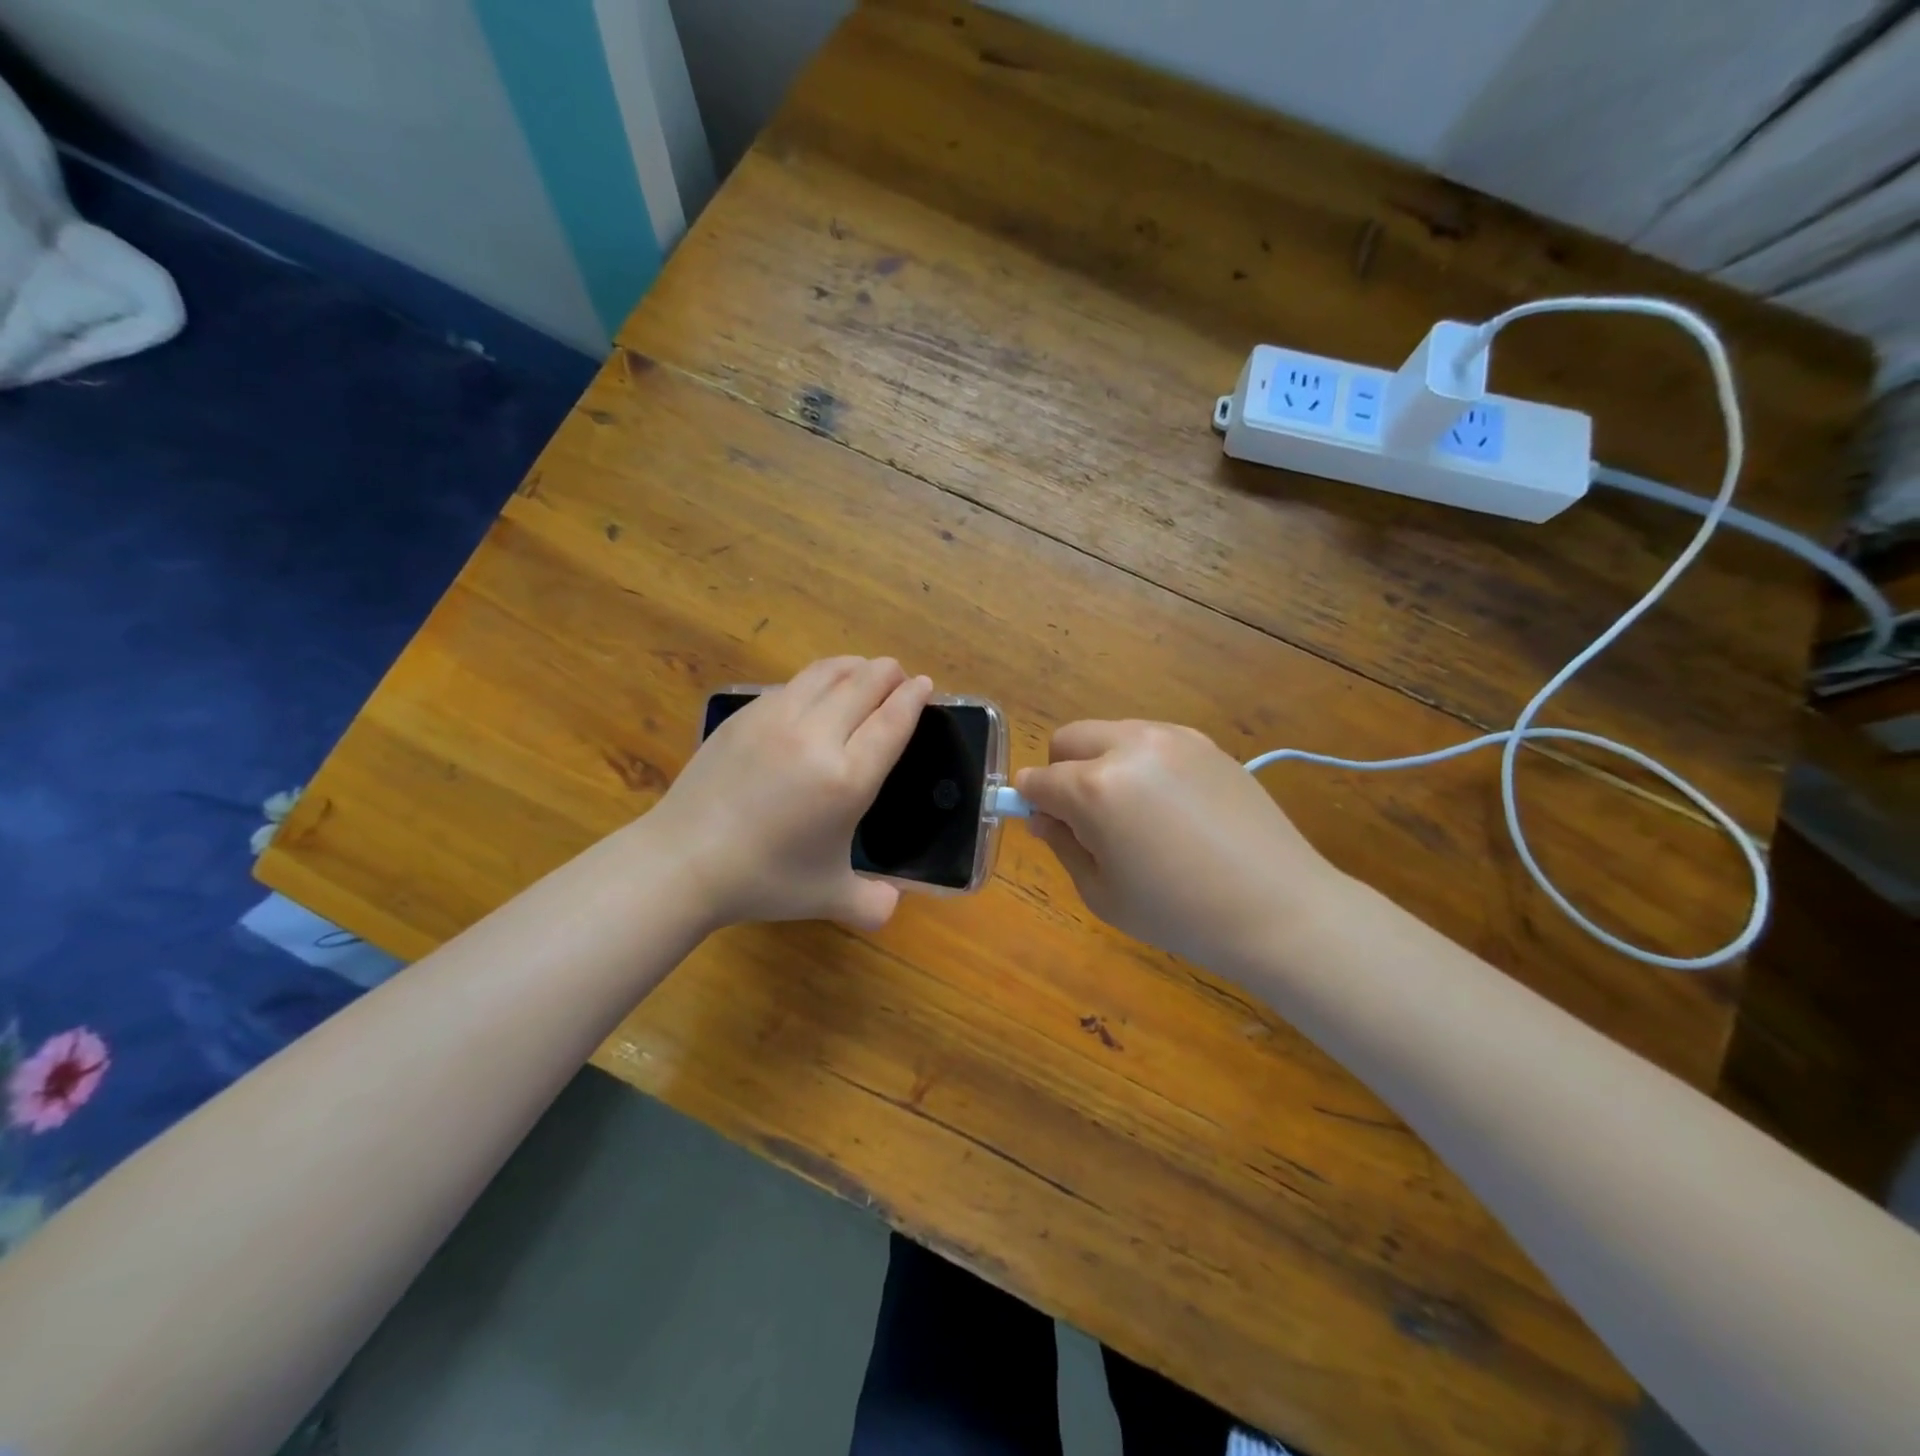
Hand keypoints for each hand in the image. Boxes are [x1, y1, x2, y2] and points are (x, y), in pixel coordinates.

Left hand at [654, 657, 932, 931]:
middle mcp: (817, 738)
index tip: (924, 684)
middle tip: (898, 673)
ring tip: (863, 670)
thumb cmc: (764, 880)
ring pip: (826, 674)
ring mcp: (776, 720)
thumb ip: (872, 904)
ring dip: (853, 667)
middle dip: (888, 673)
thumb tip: (894, 906)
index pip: (892, 722)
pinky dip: (816, 679)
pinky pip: (792, 684)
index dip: (913, 698)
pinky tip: (816, 690)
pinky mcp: (745, 716)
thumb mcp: (828, 897)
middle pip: (863, 685)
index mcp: (847, 779)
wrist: (684, 861)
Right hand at [1017, 721, 1343, 970]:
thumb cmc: (1180, 914)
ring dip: (1101, 762)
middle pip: (1068, 739)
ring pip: (1110, 732)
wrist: (1279, 909)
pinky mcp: (1205, 743)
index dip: (1031, 804)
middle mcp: (1130, 747)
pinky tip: (1170, 806)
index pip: (1038, 780)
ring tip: (1134, 813)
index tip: (1045, 826)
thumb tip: (1044, 816)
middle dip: (1062, 772)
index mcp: (1096, 788)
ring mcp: (1173, 738)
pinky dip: (1140, 761)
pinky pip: (1151, 739)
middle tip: (1087, 818)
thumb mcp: (1102, 893)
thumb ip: (1063, 844)